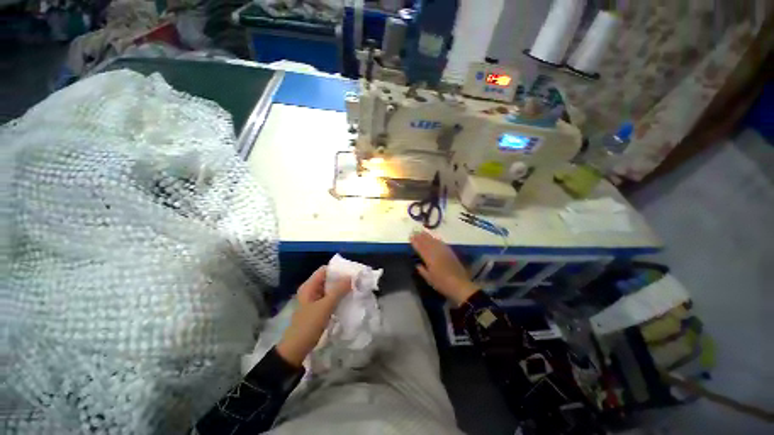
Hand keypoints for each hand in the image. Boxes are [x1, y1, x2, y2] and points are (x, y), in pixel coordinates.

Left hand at [276, 267, 351, 366]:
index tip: (351, 272)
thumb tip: (351, 277)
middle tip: (356, 280)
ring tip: (355, 288)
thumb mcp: (325, 306)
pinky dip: (338, 297)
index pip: (325, 270)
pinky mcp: (318, 309)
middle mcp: (311, 290)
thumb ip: (338, 291)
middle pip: (328, 279)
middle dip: (341, 279)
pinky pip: (330, 298)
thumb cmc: (309, 325)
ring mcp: (315, 300)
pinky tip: (348, 299)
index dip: (337, 269)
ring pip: (330, 289)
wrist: (296, 349)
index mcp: (309, 286)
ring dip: (341, 289)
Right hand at [410, 231, 478, 305]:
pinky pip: (442, 244)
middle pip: (427, 243)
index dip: (416, 242)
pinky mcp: (450, 253)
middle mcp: (436, 253)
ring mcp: (444, 252)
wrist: (460, 285)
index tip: (411, 237)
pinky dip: (437, 240)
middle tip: (415, 232)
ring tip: (422, 232)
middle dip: (421, 237)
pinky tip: (435, 238)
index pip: (421, 248)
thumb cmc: (442, 284)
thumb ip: (422, 271)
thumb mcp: (430, 279)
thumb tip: (417, 264)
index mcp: (430, 260)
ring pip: (434, 241)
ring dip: (428, 236)